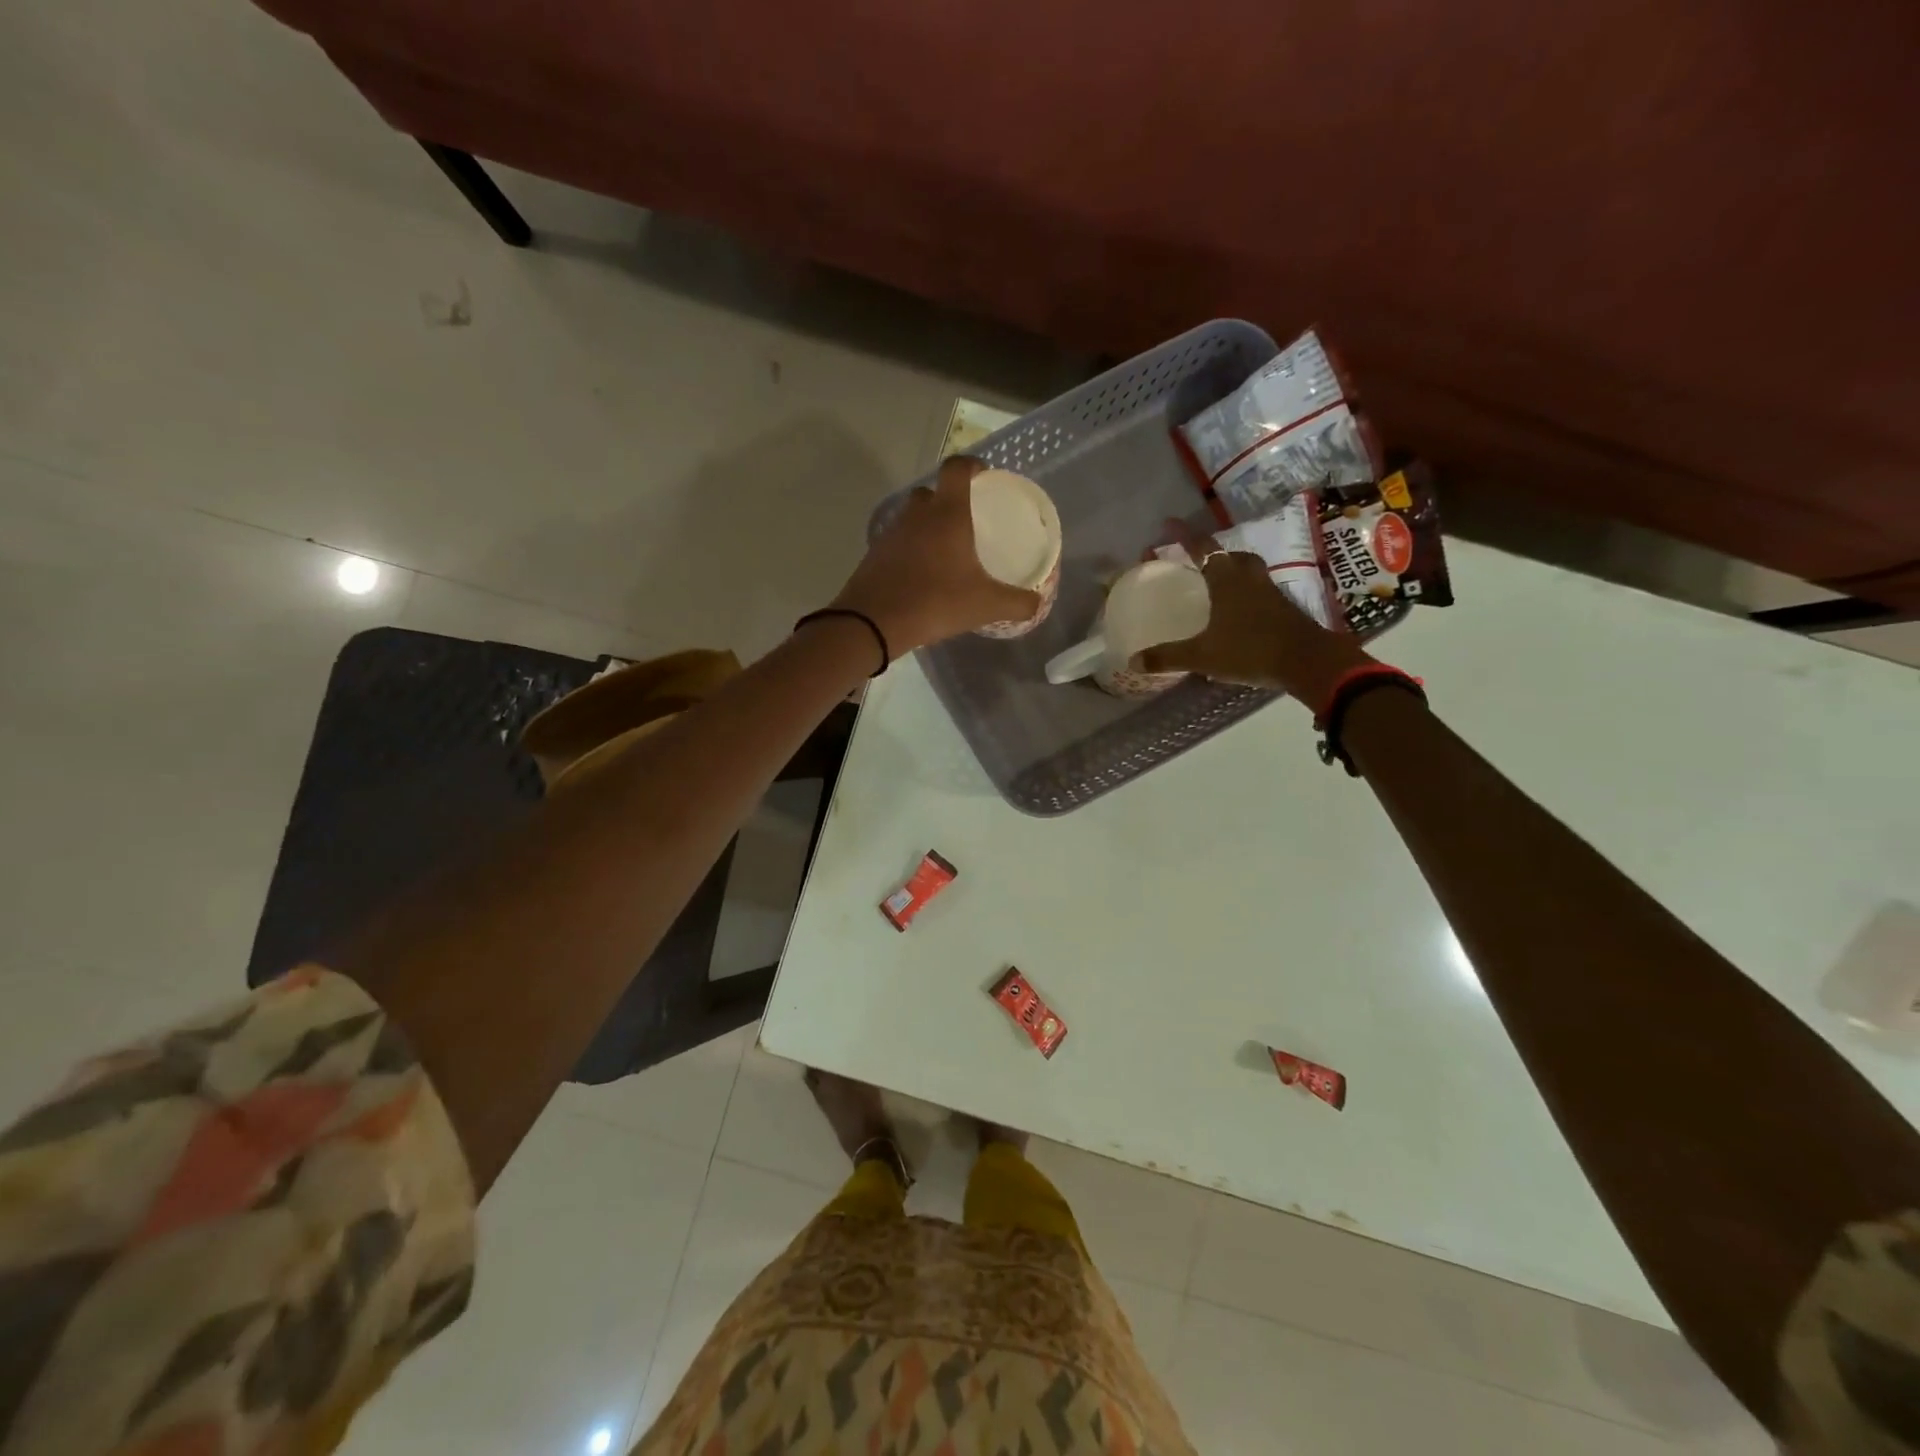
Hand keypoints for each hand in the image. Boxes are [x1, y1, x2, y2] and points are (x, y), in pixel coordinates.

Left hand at [829, 456, 1041, 653]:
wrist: (873, 622)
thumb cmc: (936, 602)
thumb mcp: (985, 605)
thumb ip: (1017, 603)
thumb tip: (1037, 604)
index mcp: (947, 513)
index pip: (957, 468)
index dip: (972, 466)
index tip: (984, 477)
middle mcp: (917, 515)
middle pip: (932, 492)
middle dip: (949, 500)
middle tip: (967, 521)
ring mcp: (892, 533)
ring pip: (912, 517)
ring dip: (927, 526)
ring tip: (946, 551)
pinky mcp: (875, 554)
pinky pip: (898, 542)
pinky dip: (911, 550)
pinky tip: (922, 574)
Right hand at [1136, 521, 1372, 707]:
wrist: (1307, 662)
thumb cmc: (1250, 651)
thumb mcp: (1202, 657)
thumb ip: (1167, 657)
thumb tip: (1133, 661)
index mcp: (1226, 579)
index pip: (1202, 548)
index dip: (1184, 536)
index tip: (1168, 524)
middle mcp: (1248, 577)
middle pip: (1229, 555)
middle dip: (1211, 554)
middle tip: (1194, 563)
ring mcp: (1269, 591)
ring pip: (1247, 570)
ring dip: (1231, 570)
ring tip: (1215, 585)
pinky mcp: (1283, 607)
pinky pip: (1258, 590)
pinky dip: (1245, 593)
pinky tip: (1236, 612)